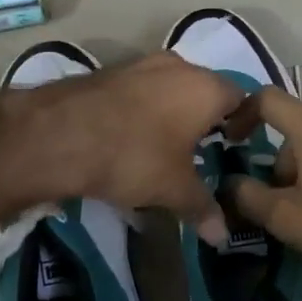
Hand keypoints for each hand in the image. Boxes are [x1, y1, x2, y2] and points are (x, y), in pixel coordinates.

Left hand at [20, 52, 239, 243]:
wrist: (59, 134)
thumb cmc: (134, 156)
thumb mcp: (173, 189)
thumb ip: (202, 208)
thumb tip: (223, 236)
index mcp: (205, 88)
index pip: (241, 98)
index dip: (242, 123)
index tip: (232, 147)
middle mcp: (178, 66)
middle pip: (204, 90)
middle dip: (204, 118)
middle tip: (199, 150)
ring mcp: (140, 64)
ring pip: (169, 87)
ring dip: (171, 112)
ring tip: (162, 147)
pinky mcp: (108, 71)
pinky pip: (138, 90)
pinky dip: (141, 110)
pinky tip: (128, 137)